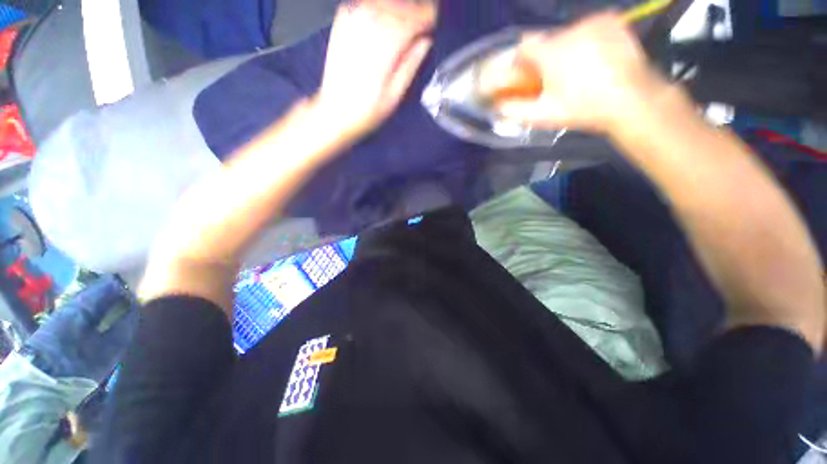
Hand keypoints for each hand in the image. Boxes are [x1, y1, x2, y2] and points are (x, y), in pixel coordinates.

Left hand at [313, 0, 435, 139]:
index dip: (428, 18)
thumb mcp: (395, 95)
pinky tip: (384, 19)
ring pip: (384, 1)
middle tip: (424, 22)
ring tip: (407, 22)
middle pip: (401, 5)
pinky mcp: (343, 22)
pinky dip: (379, 7)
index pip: (415, 18)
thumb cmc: (367, 110)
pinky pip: (365, 3)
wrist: (336, 111)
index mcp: (386, 45)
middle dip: (416, 11)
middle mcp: (370, 25)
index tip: (434, 23)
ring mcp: (353, 20)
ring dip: (399, 8)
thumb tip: (426, 41)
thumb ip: (411, 64)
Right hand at [497, 12, 669, 133]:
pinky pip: (588, 27)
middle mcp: (571, 30)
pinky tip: (594, 57)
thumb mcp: (544, 115)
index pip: (524, 47)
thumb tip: (496, 107)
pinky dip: (585, 40)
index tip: (524, 74)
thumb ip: (516, 110)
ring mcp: (594, 23)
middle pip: (547, 41)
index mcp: (552, 52)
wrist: (631, 99)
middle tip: (554, 78)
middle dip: (545, 58)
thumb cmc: (583, 109)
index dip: (521, 61)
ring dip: (566, 49)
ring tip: (578, 70)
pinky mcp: (612, 22)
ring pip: (568, 34)